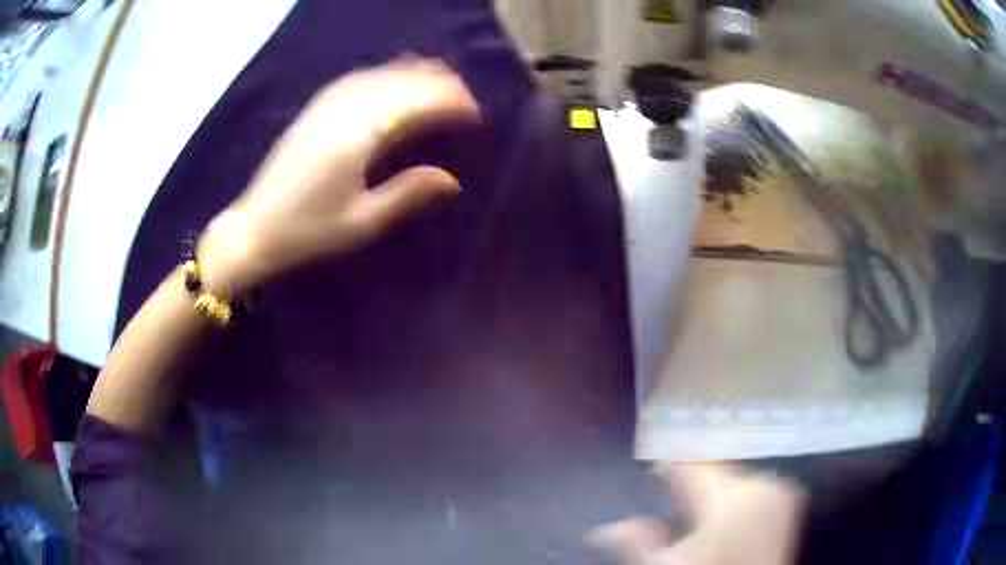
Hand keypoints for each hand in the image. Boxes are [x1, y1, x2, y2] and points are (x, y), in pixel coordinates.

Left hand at [197, 58, 479, 295]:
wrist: (254, 230)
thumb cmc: (308, 233)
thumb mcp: (362, 222)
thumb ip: (408, 195)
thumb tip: (453, 181)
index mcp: (356, 139)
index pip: (414, 105)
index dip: (449, 104)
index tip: (474, 115)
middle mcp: (341, 113)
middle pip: (399, 83)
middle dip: (437, 84)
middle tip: (465, 98)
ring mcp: (323, 108)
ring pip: (377, 76)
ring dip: (412, 73)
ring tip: (439, 80)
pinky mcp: (312, 112)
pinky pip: (354, 80)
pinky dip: (382, 74)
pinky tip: (392, 80)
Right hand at [591, 463, 804, 564]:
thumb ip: (638, 542)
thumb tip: (601, 529)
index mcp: (729, 499)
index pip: (692, 466)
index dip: (668, 467)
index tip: (652, 473)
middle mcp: (760, 484)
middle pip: (715, 470)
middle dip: (692, 481)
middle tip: (670, 495)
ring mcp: (779, 490)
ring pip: (735, 476)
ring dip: (714, 487)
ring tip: (695, 507)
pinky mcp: (789, 500)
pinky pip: (755, 484)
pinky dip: (736, 493)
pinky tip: (723, 514)